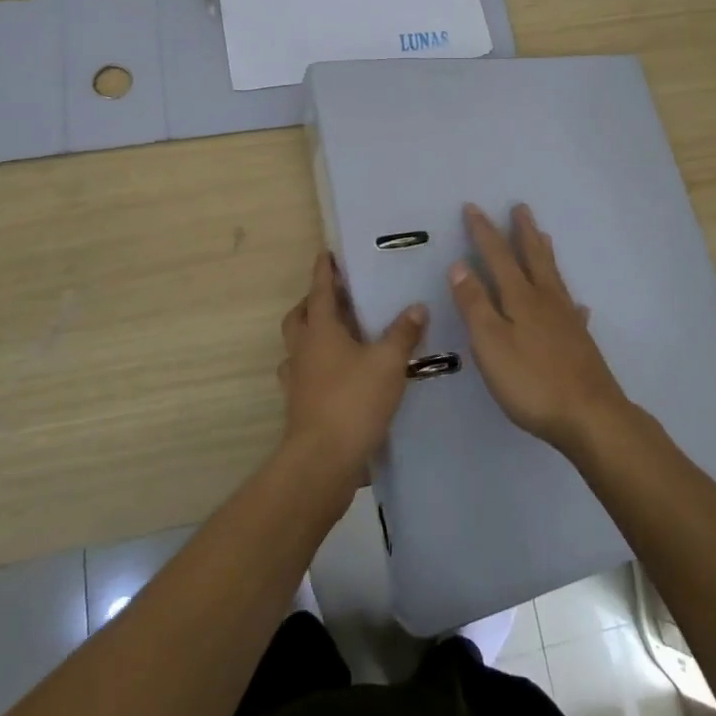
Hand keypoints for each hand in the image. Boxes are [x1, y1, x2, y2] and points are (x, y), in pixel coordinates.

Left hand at [278, 253, 427, 481]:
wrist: (322, 462)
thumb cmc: (353, 401)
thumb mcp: (388, 363)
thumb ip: (403, 333)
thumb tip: (417, 306)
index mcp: (320, 331)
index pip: (320, 291)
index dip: (324, 271)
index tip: (326, 253)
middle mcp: (303, 350)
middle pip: (300, 317)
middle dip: (313, 302)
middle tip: (336, 296)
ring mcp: (297, 380)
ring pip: (299, 347)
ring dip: (313, 335)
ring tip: (340, 335)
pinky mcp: (300, 406)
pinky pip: (305, 375)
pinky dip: (318, 367)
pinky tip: (340, 375)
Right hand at [449, 203, 630, 452]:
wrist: (590, 416)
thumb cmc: (531, 381)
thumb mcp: (490, 343)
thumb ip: (474, 303)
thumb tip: (460, 264)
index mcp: (520, 299)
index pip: (498, 256)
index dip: (484, 231)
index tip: (473, 207)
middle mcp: (546, 301)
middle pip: (533, 258)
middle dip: (523, 232)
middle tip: (520, 207)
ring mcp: (567, 321)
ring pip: (554, 278)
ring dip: (545, 255)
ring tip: (545, 237)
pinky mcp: (581, 343)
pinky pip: (574, 311)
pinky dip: (571, 302)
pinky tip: (579, 305)